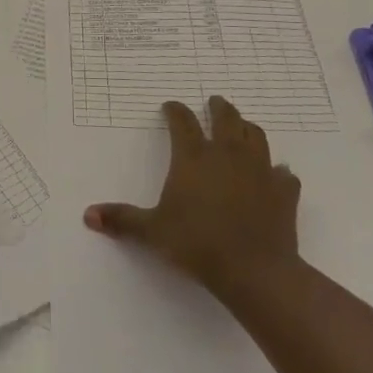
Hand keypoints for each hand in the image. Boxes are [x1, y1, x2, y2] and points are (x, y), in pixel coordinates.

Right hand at [84, 95, 300, 297]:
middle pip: (226, 117)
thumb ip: (122, 219)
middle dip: (218, 107)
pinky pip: (283, 173)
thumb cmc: (197, 244)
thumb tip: (88, 215)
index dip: (175, 110)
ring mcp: (259, 169)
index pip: (182, 121)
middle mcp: (227, 154)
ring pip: (257, 135)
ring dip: (248, 128)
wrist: (254, 270)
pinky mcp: (284, 191)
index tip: (170, 106)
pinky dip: (277, 171)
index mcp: (194, 157)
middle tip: (214, 102)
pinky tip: (275, 175)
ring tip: (243, 128)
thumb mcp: (152, 232)